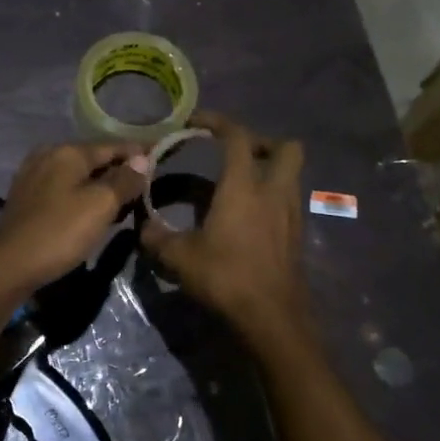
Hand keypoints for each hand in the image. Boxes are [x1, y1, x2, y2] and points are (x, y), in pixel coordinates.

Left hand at [0, 141, 148, 298]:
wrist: (8, 266)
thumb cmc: (59, 232)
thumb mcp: (100, 205)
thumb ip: (124, 180)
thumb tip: (143, 159)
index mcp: (67, 151)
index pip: (113, 146)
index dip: (139, 153)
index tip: (161, 158)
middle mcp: (48, 155)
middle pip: (94, 159)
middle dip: (120, 171)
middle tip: (146, 187)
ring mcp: (33, 176)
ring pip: (78, 175)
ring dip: (101, 186)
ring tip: (124, 201)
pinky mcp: (26, 198)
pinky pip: (63, 189)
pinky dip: (82, 196)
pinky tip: (92, 211)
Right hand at [140, 113, 308, 338]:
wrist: (272, 318)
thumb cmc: (226, 278)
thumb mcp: (180, 257)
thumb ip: (157, 237)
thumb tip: (142, 226)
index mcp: (244, 186)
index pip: (237, 137)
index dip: (217, 122)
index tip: (195, 123)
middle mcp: (274, 191)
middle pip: (285, 147)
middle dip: (261, 143)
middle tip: (233, 154)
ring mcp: (290, 214)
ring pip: (291, 175)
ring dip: (268, 171)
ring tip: (237, 186)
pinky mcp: (297, 236)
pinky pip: (287, 201)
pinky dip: (271, 198)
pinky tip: (247, 218)